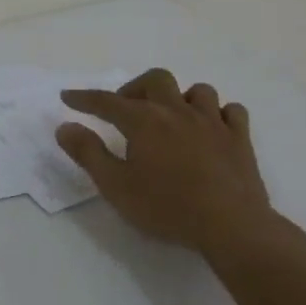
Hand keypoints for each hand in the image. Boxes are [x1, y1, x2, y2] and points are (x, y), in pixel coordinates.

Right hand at [56, 68, 292, 259]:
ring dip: (180, 98)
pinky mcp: (240, 138)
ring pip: (197, 91)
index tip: (68, 97)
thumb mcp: (116, 186)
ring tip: (171, 118)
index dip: (84, 98)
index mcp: (144, 121)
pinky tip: (211, 128)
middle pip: (155, 80)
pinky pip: (231, 111)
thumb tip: (65, 127)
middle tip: (126, 110)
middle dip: (136, 88)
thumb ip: (88, 153)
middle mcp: (177, 111)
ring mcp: (213, 122)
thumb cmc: (167, 207)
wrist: (230, 225)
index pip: (106, 101)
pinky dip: (218, 113)